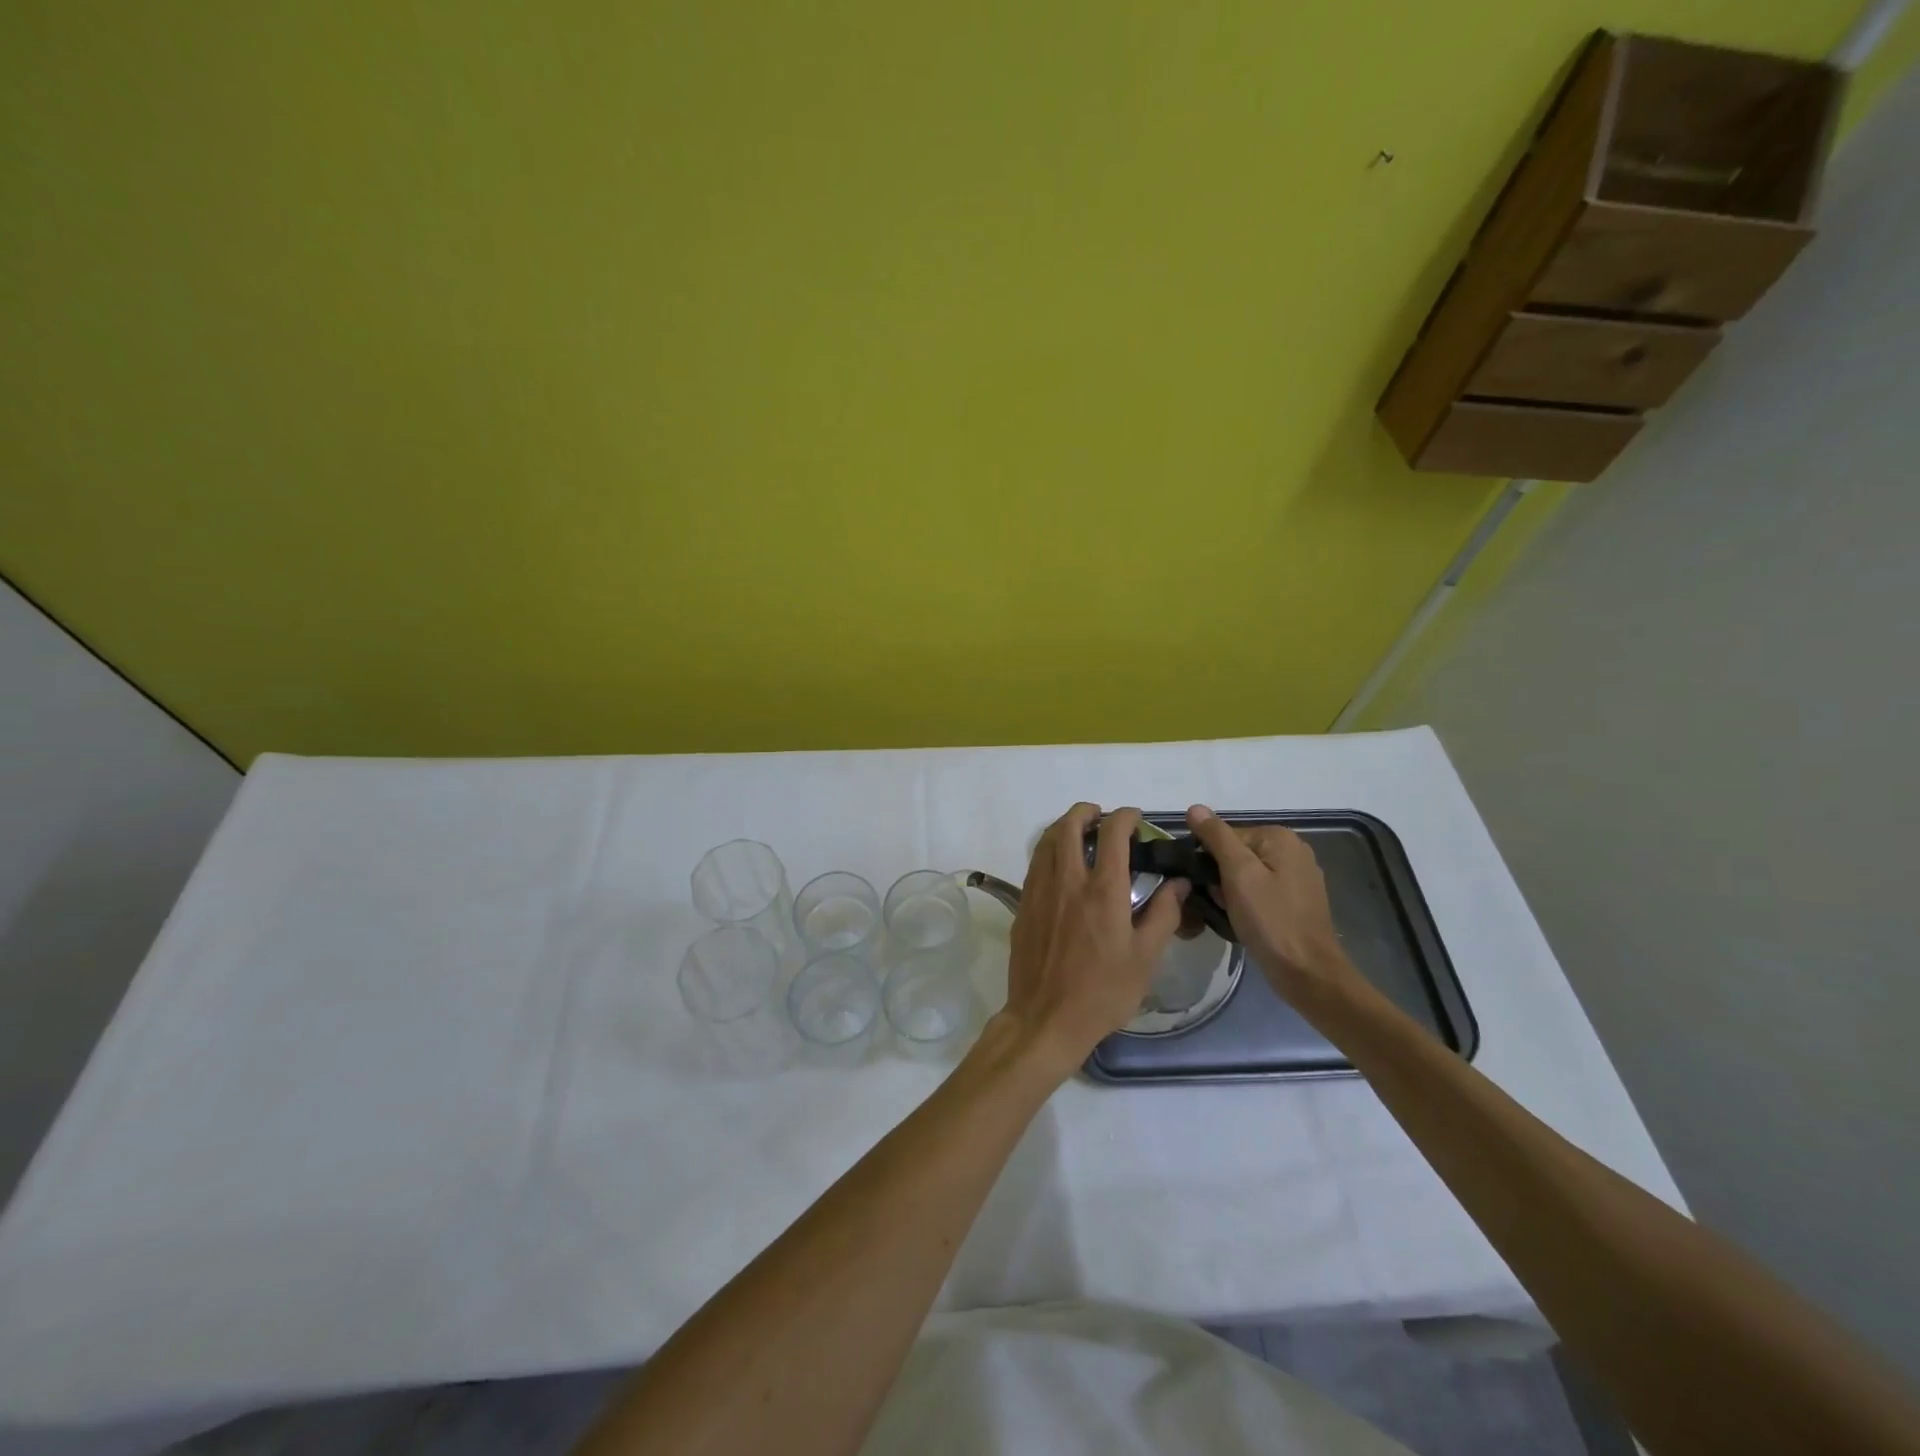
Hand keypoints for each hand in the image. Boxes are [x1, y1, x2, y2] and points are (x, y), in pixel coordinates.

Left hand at [1000, 803, 1188, 1075]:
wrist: (1046, 1018)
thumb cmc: (1103, 992)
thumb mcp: (1145, 958)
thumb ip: (1164, 914)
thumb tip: (1178, 882)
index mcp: (1103, 891)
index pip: (1113, 834)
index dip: (1125, 817)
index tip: (1136, 818)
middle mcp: (1068, 880)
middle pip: (1070, 826)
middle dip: (1086, 811)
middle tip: (1101, 816)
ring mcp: (1040, 890)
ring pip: (1047, 840)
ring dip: (1064, 826)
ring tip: (1080, 832)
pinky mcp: (1024, 904)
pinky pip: (1035, 862)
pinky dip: (1049, 849)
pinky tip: (1060, 864)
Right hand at [1185, 805, 1362, 1004]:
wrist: (1307, 972)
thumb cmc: (1270, 920)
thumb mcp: (1238, 874)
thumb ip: (1216, 837)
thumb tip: (1195, 808)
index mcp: (1280, 837)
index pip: (1226, 836)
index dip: (1209, 860)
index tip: (1208, 886)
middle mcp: (1293, 850)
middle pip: (1237, 853)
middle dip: (1221, 877)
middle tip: (1220, 903)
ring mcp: (1298, 876)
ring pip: (1247, 874)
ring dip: (1231, 892)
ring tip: (1230, 914)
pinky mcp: (1298, 900)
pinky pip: (1260, 890)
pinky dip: (1247, 902)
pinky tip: (1245, 921)